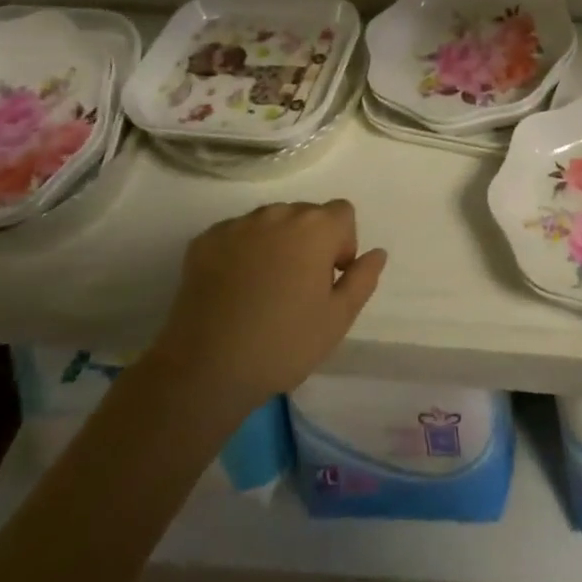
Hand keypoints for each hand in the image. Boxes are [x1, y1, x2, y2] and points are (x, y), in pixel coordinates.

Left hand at [152, 200, 386, 408]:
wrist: (205, 368)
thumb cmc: (283, 344)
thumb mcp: (338, 319)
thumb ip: (363, 279)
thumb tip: (376, 253)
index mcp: (315, 228)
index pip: (343, 213)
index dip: (343, 244)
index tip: (329, 280)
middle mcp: (278, 214)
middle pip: (305, 215)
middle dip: (309, 242)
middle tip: (298, 289)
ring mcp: (237, 225)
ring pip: (270, 223)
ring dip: (275, 244)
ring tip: (263, 290)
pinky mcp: (204, 240)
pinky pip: (236, 235)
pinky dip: (241, 252)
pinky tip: (234, 289)